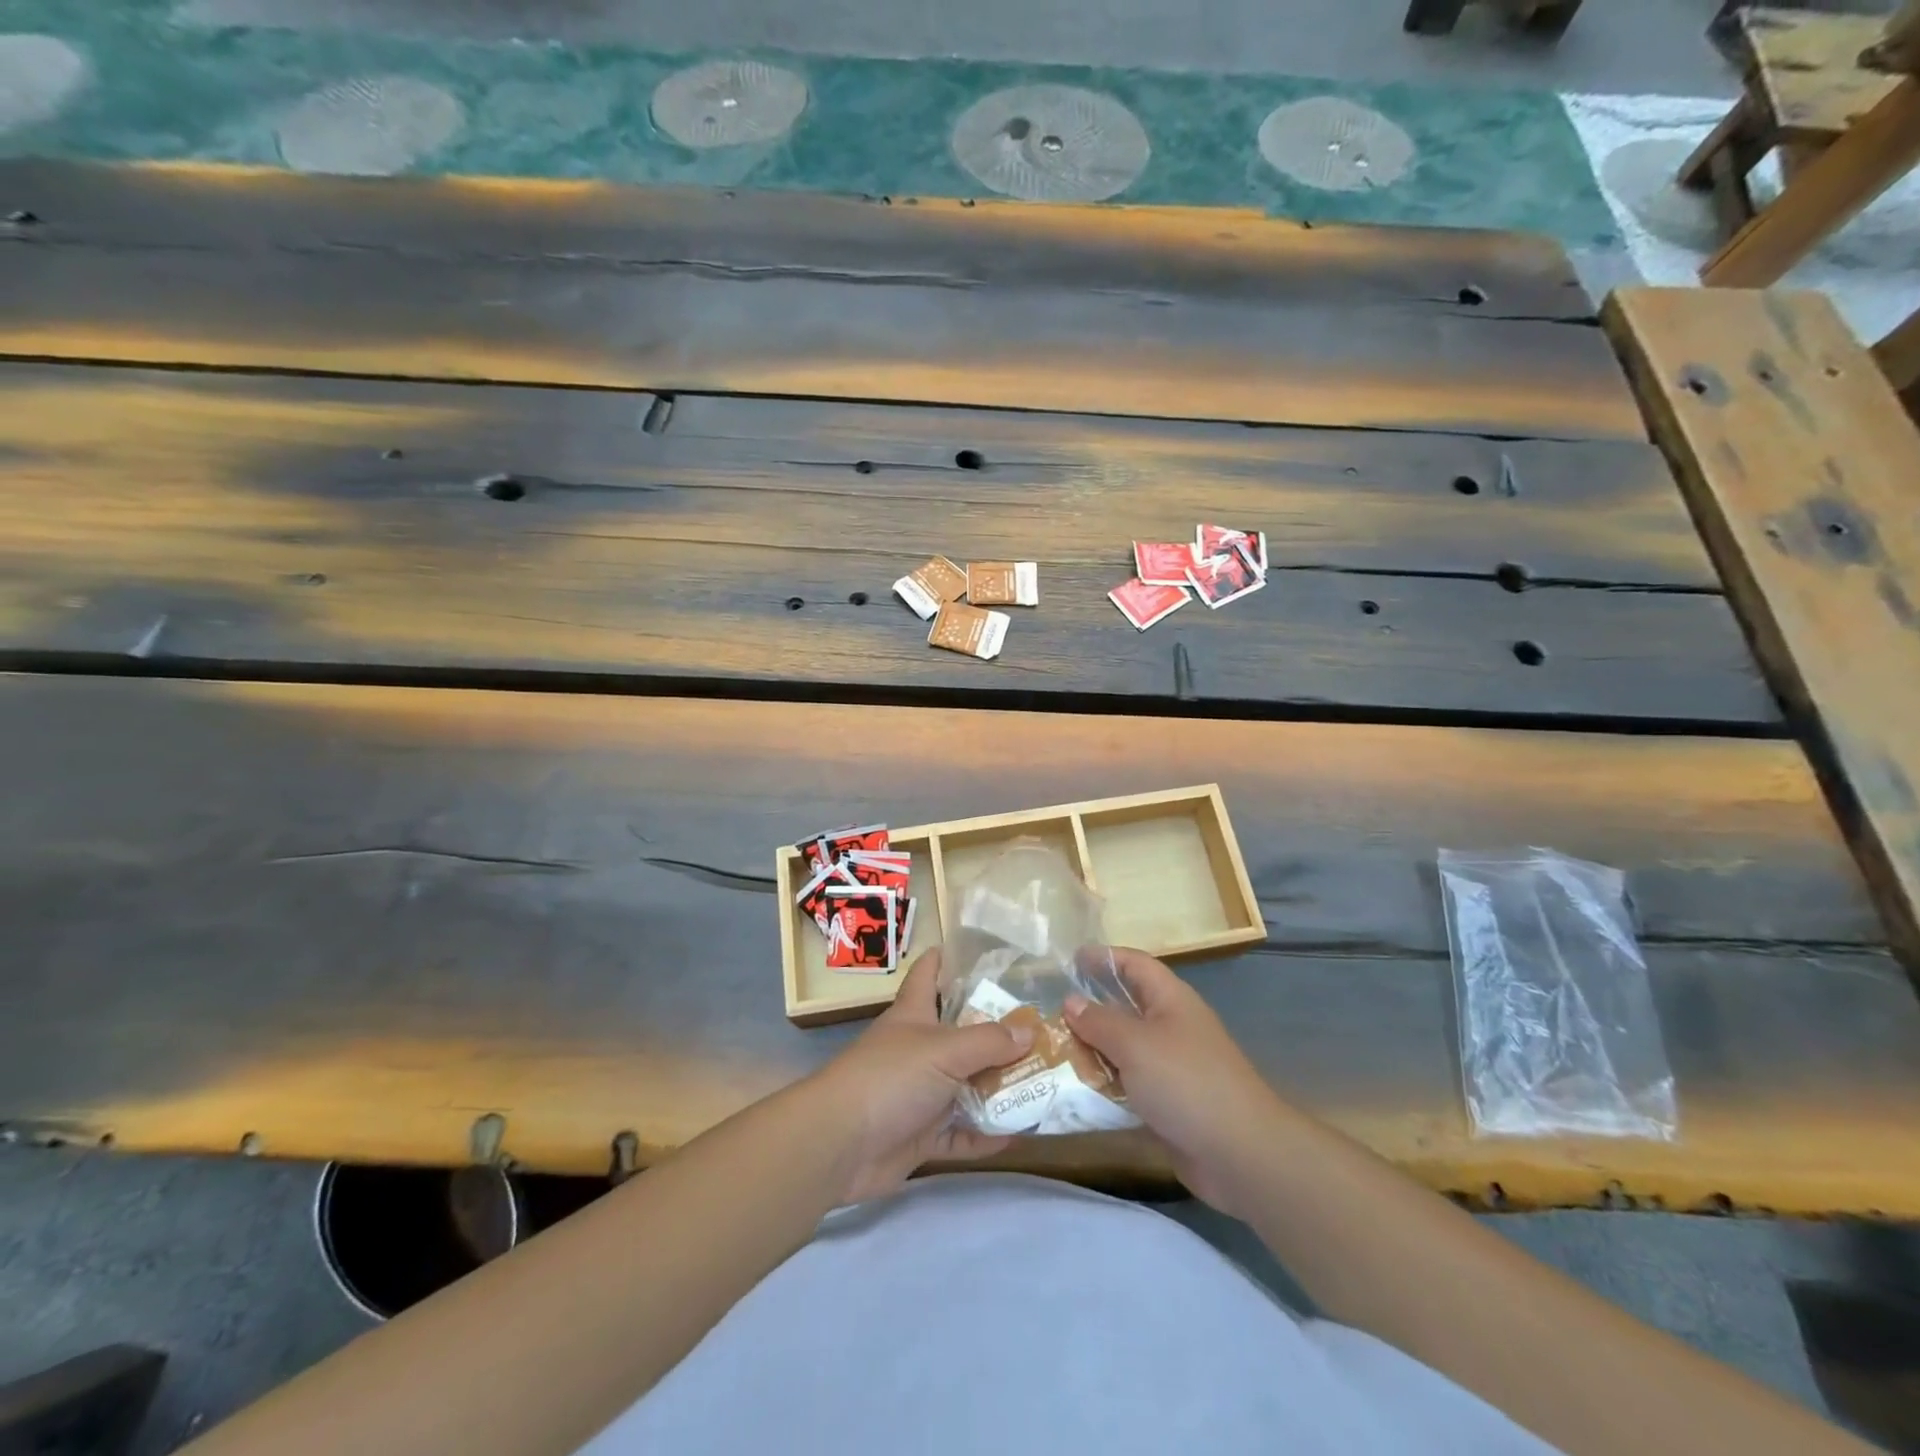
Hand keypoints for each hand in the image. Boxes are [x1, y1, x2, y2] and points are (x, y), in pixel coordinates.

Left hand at [806, 948, 1034, 1205]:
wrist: (839, 1144)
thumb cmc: (889, 1078)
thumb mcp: (944, 1050)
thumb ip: (988, 1041)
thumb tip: (1029, 1031)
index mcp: (914, 1015)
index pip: (927, 974)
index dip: (945, 959)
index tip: (975, 951)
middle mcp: (917, 1049)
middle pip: (960, 1034)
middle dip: (996, 1032)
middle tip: (1041, 1028)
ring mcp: (918, 1094)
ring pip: (965, 1086)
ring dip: (998, 1088)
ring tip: (1043, 1082)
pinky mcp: (919, 1134)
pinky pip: (960, 1134)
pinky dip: (985, 1136)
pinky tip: (1018, 1133)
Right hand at [1064, 949, 1289, 1216]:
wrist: (1240, 1154)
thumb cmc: (1186, 1082)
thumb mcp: (1135, 1044)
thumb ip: (1099, 1021)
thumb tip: (1071, 1001)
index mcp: (1170, 1000)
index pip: (1135, 964)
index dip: (1104, 958)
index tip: (1070, 960)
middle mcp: (1171, 1027)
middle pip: (1125, 1008)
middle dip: (1089, 1009)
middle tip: (1048, 1012)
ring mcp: (1171, 1067)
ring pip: (1123, 1049)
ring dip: (1091, 1051)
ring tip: (1050, 1051)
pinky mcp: (1167, 1103)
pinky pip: (1128, 1085)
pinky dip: (1103, 1086)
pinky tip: (1073, 1092)